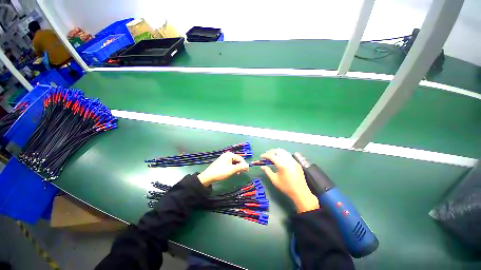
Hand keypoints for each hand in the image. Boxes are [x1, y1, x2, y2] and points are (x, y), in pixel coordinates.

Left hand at [198, 152, 248, 185]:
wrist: (208, 176)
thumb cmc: (221, 172)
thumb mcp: (232, 170)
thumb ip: (241, 167)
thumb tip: (247, 166)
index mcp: (230, 155)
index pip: (240, 158)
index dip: (244, 164)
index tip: (247, 171)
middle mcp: (227, 155)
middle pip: (237, 160)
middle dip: (240, 166)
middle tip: (242, 172)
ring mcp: (224, 158)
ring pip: (233, 162)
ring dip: (237, 167)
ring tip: (237, 173)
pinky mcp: (222, 162)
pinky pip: (230, 164)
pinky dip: (232, 168)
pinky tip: (232, 172)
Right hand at [261, 148, 318, 212]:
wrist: (300, 192)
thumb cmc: (286, 187)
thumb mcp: (274, 180)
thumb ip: (267, 171)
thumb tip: (262, 166)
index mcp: (282, 164)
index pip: (271, 155)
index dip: (265, 155)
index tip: (261, 157)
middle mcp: (288, 160)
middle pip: (277, 150)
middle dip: (271, 152)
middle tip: (266, 156)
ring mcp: (293, 160)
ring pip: (283, 151)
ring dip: (276, 152)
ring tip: (272, 156)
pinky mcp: (296, 162)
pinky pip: (288, 155)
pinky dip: (282, 155)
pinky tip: (280, 160)